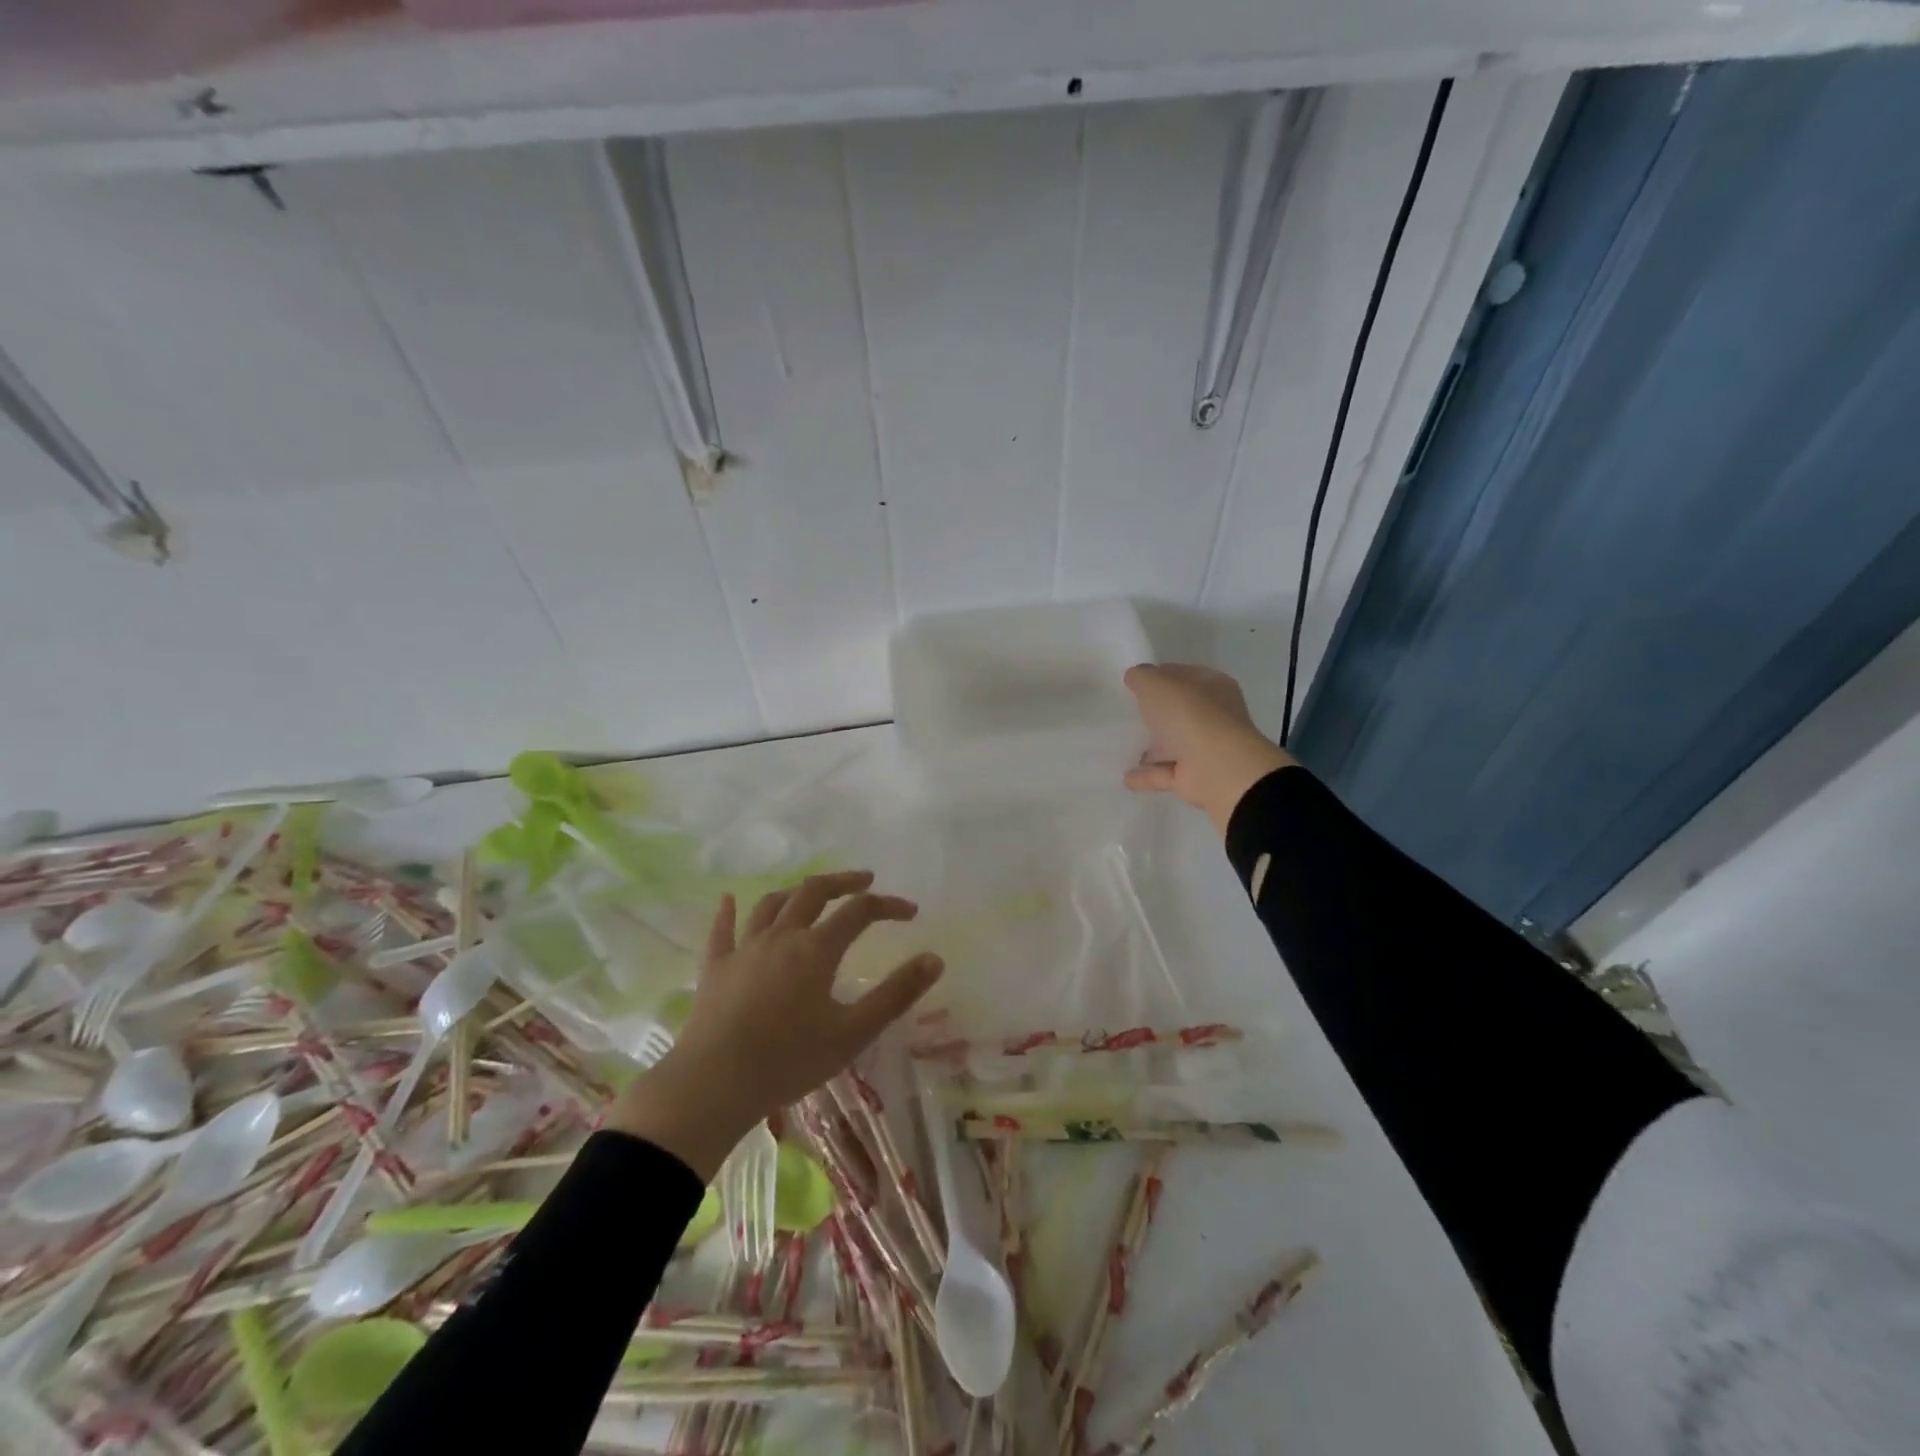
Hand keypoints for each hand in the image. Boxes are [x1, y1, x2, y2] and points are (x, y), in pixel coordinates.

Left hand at [606, 870, 943, 1178]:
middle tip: (864, 881)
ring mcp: (744, 949)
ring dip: (795, 892)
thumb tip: (935, 959)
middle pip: (813, 892)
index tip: (910, 912)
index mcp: (816, 949)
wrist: (714, 1084)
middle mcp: (781, 936)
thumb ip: (896, 994)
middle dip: (842, 882)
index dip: (888, 905)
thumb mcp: (854, 1032)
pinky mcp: (715, 968)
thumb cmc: (789, 1060)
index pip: (859, 911)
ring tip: (810, 892)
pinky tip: (728, 899)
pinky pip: (722, 930)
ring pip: (771, 904)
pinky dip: (727, 912)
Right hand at [1123, 663, 1294, 835]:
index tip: (1134, 682)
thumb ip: (1142, 676)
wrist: (1218, 768)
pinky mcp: (1194, 778)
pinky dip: (1147, 775)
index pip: (1183, 675)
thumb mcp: (1157, 684)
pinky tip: (1126, 776)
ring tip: (1123, 745)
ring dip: (1152, 747)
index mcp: (1212, 686)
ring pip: (1174, 745)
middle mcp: (1213, 716)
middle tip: (1128, 712)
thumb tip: (1135, 676)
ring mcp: (1205, 749)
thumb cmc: (1190, 715)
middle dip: (1156, 713)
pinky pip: (1164, 773)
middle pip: (1179, 711)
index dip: (1160, 675)